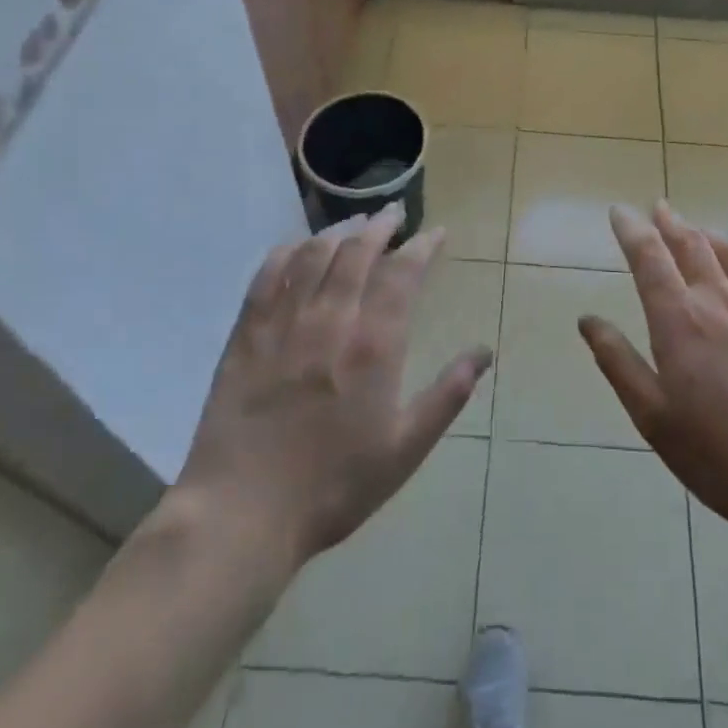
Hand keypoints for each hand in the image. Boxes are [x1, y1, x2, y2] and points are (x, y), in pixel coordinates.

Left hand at [173, 206, 491, 568]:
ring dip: (338, 231)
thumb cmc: (334, 485)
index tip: (436, 232)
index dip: (422, 246)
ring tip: (354, 222)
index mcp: (374, 345)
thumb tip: (484, 352)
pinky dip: (287, 252)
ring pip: (314, 255)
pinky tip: (297, 247)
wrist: (243, 513)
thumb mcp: (405, 449)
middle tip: (394, 214)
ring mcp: (284, 322)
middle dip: (380, 225)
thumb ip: (447, 395)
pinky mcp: (246, 333)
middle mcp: (331, 319)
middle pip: (357, 252)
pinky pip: (267, 275)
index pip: (403, 274)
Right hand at [579, 201, 727, 547]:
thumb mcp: (652, 415)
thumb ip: (618, 361)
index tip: (619, 211)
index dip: (631, 229)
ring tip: (698, 230)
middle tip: (659, 207)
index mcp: (679, 319)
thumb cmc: (716, 453)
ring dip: (708, 237)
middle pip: (691, 246)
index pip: (649, 257)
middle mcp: (719, 301)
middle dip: (670, 223)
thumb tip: (587, 320)